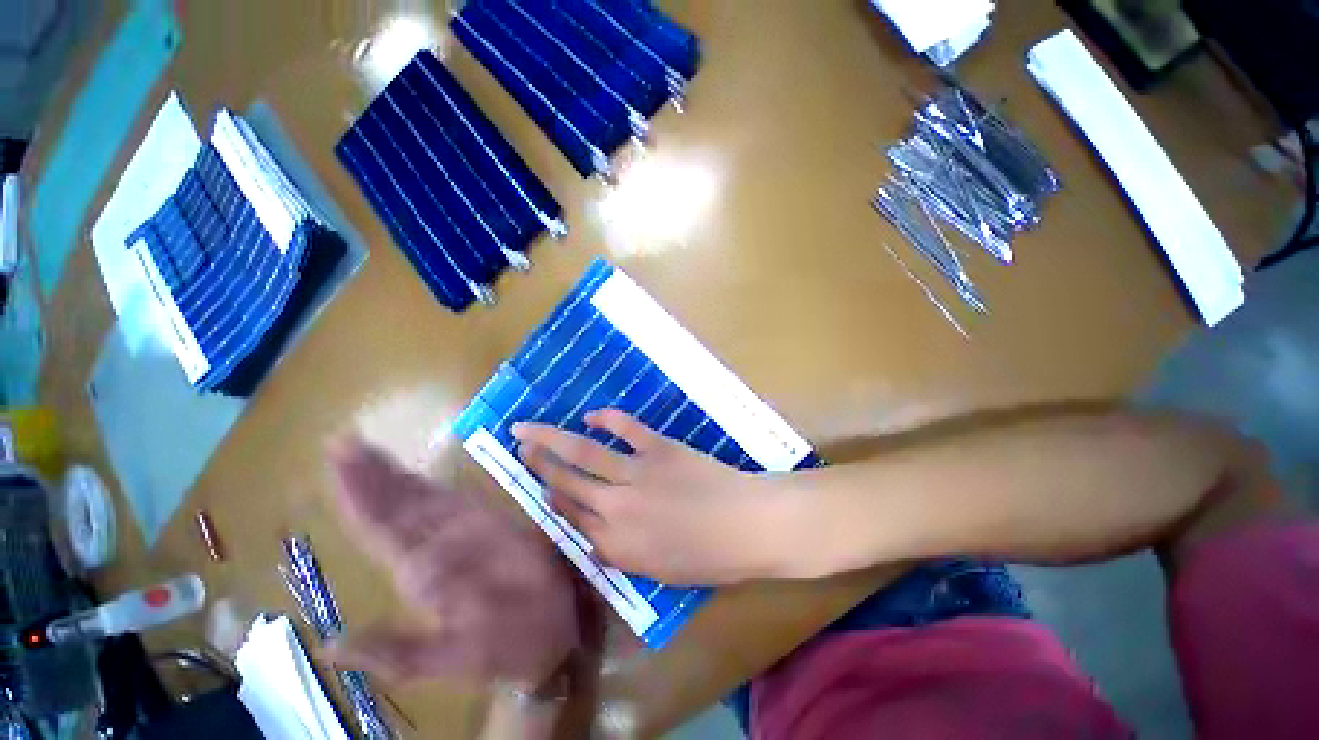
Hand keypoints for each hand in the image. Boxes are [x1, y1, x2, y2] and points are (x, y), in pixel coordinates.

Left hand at [325, 440, 581, 686]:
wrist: (545, 635)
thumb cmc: (504, 646)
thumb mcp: (451, 658)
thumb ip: (399, 653)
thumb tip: (333, 646)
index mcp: (419, 573)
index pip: (377, 528)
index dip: (355, 495)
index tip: (338, 460)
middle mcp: (432, 548)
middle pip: (391, 507)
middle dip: (366, 474)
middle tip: (342, 441)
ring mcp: (461, 533)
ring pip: (417, 500)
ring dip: (390, 474)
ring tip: (363, 448)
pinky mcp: (488, 524)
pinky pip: (453, 499)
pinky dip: (430, 483)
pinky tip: (413, 471)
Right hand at [513, 409, 788, 584]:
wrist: (748, 525)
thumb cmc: (710, 557)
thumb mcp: (660, 572)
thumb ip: (623, 554)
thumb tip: (596, 535)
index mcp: (616, 545)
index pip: (571, 520)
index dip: (553, 501)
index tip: (541, 487)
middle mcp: (616, 508)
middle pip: (567, 484)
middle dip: (539, 466)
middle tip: (518, 448)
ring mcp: (636, 473)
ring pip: (583, 454)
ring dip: (552, 440)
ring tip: (528, 430)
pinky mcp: (659, 448)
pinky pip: (626, 429)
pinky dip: (607, 419)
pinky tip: (591, 415)